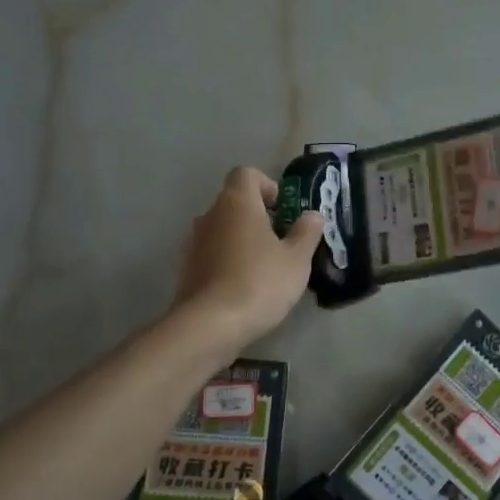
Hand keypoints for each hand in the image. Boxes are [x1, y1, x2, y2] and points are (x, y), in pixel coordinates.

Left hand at [173, 167, 323, 349]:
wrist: (210, 325)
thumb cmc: (259, 282)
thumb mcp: (296, 259)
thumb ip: (307, 232)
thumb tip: (312, 215)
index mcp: (237, 203)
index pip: (247, 174)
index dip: (268, 186)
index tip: (284, 211)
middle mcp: (210, 215)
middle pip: (235, 202)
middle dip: (259, 217)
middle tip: (283, 242)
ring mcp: (194, 243)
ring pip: (224, 229)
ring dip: (244, 240)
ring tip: (267, 267)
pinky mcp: (188, 270)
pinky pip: (214, 254)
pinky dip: (230, 261)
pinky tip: (247, 287)